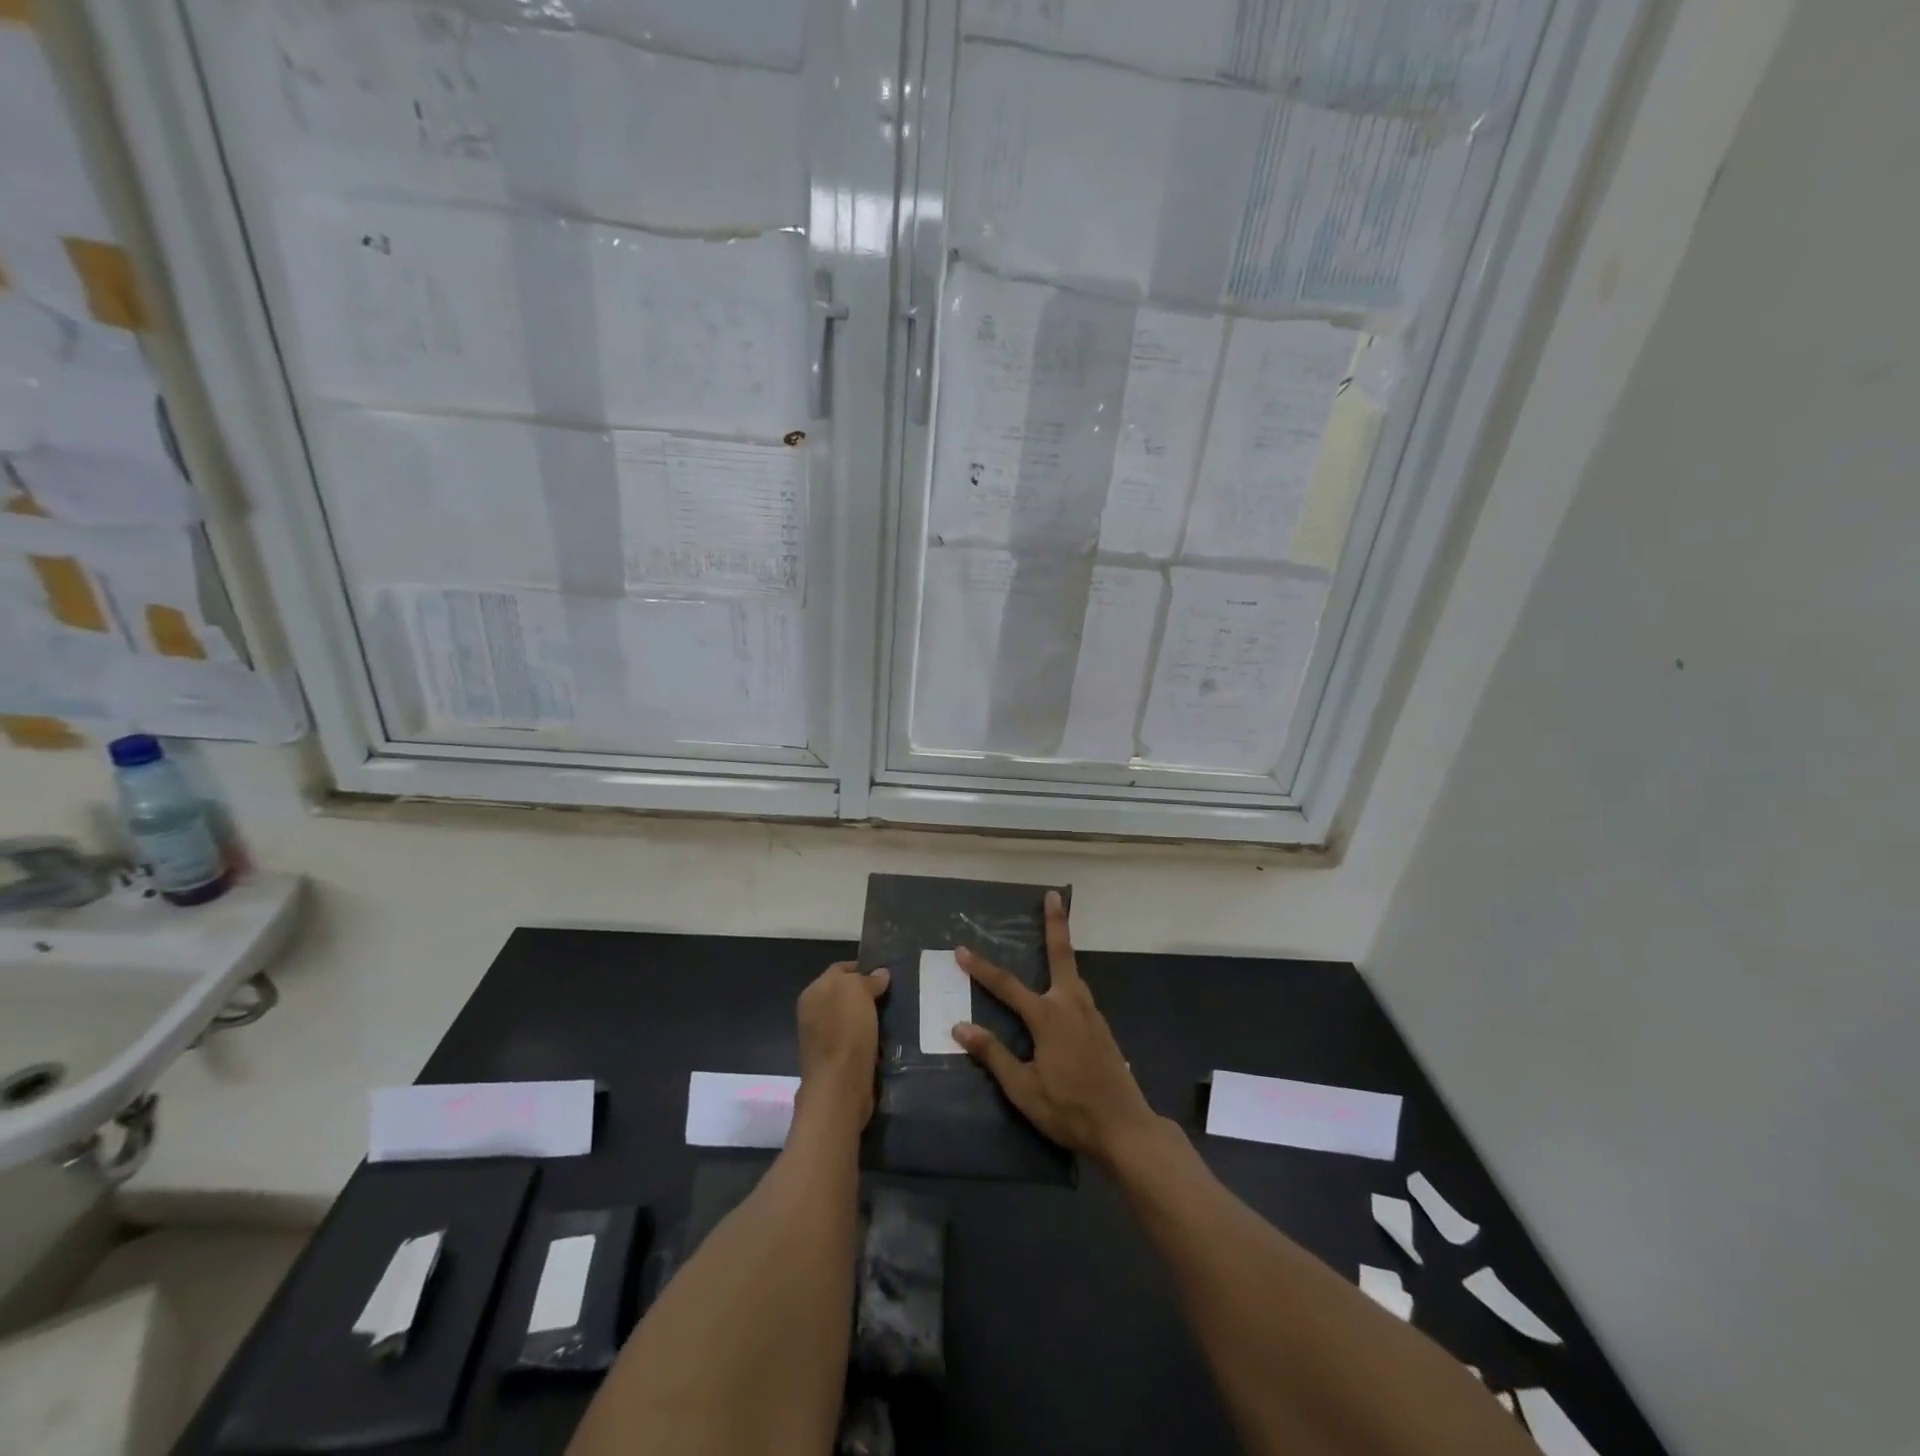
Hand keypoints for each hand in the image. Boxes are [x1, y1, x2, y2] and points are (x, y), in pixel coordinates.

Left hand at [796, 961, 889, 1123]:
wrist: (840, 1086)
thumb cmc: (847, 1031)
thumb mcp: (858, 992)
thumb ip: (867, 979)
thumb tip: (879, 974)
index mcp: (813, 992)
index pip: (840, 969)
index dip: (863, 968)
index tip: (886, 975)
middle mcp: (813, 1012)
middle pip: (845, 994)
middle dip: (867, 993)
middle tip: (892, 996)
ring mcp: (822, 1037)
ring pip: (851, 1017)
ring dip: (869, 1017)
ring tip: (892, 1017)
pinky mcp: (834, 1060)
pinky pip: (854, 1039)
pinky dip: (868, 1037)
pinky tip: (884, 1039)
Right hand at [954, 893, 1158, 1165]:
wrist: (1124, 1127)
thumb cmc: (1069, 1109)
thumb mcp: (1023, 1089)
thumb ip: (993, 1055)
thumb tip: (960, 1027)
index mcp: (1048, 1017)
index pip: (1007, 986)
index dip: (982, 969)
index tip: (962, 951)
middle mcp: (1071, 1005)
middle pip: (1061, 954)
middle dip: (1056, 923)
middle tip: (1053, 895)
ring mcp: (1091, 1014)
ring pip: (1074, 972)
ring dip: (1063, 949)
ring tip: (1054, 932)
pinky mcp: (1102, 1027)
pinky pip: (1080, 992)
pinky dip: (1069, 977)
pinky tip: (1062, 990)